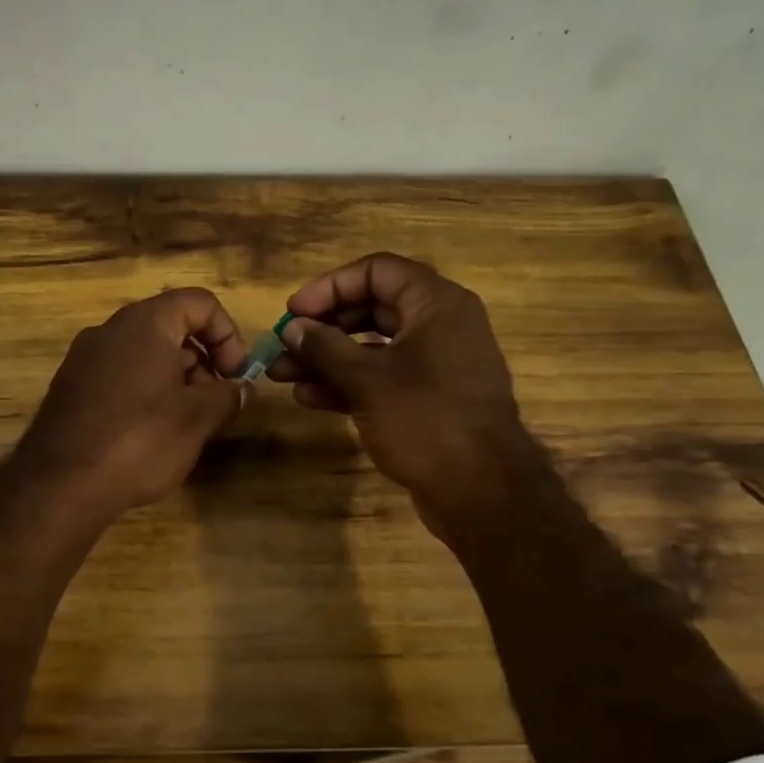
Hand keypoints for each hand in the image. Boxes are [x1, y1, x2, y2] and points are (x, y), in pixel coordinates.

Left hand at [11, 287, 247, 520]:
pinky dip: (144, 393)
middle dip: (203, 362)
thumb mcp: (196, 419)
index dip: (228, 334)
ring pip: (144, 354)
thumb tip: (241, 389)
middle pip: (170, 327)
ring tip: (186, 425)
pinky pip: (119, 376)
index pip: (199, 303)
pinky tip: (149, 435)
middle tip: (215, 405)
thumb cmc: (139, 440)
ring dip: (175, 381)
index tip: (236, 376)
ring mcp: (84, 358)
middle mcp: (110, 330)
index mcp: (144, 323)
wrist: (60, 484)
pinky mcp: (70, 387)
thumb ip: (227, 396)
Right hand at [268, 253, 526, 533]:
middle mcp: (440, 326)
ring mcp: (436, 364)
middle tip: (284, 343)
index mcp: (436, 304)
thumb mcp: (366, 379)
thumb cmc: (425, 419)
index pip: (376, 271)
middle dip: (322, 327)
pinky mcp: (429, 398)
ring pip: (373, 347)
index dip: (329, 286)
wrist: (481, 491)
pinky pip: (383, 377)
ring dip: (327, 359)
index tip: (294, 311)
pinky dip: (348, 383)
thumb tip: (292, 327)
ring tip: (282, 374)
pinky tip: (309, 398)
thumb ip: (324, 347)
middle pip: (371, 308)